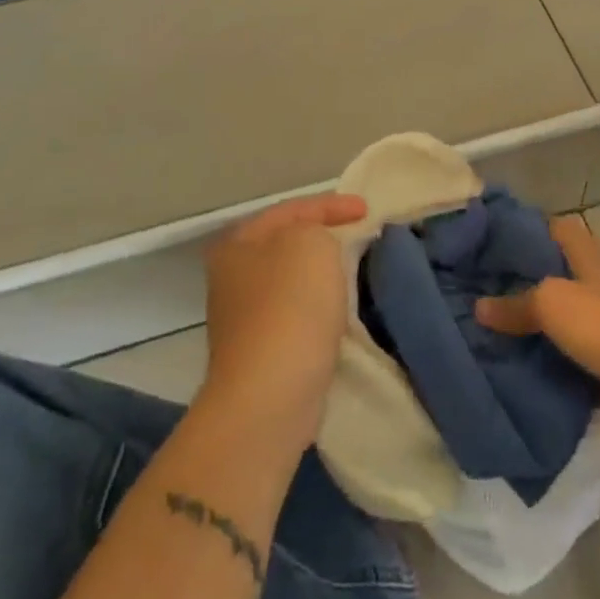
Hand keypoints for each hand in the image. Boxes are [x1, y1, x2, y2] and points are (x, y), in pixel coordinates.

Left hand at [201, 193, 366, 434]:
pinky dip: (318, 307)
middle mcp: (232, 277)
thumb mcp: (311, 243)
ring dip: (321, 274)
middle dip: (323, 237)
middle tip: (359, 236)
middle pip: (286, 244)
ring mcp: (243, 319)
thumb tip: (319, 244)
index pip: (290, 209)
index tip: (368, 211)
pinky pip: (296, 315)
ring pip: (292, 281)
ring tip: (355, 269)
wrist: (271, 394)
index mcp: (237, 244)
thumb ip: (317, 228)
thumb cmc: (290, 306)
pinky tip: (339, 311)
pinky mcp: (260, 354)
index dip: (332, 204)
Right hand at [476, 216, 599, 408]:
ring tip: (518, 333)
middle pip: (569, 269)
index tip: (498, 244)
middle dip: (538, 280)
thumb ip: (517, 305)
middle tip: (499, 293)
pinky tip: (554, 373)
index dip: (530, 229)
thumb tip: (480, 306)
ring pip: (583, 309)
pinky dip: (577, 358)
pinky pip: (598, 349)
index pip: (558, 227)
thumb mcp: (552, 307)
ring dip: (558, 321)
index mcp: (589, 255)